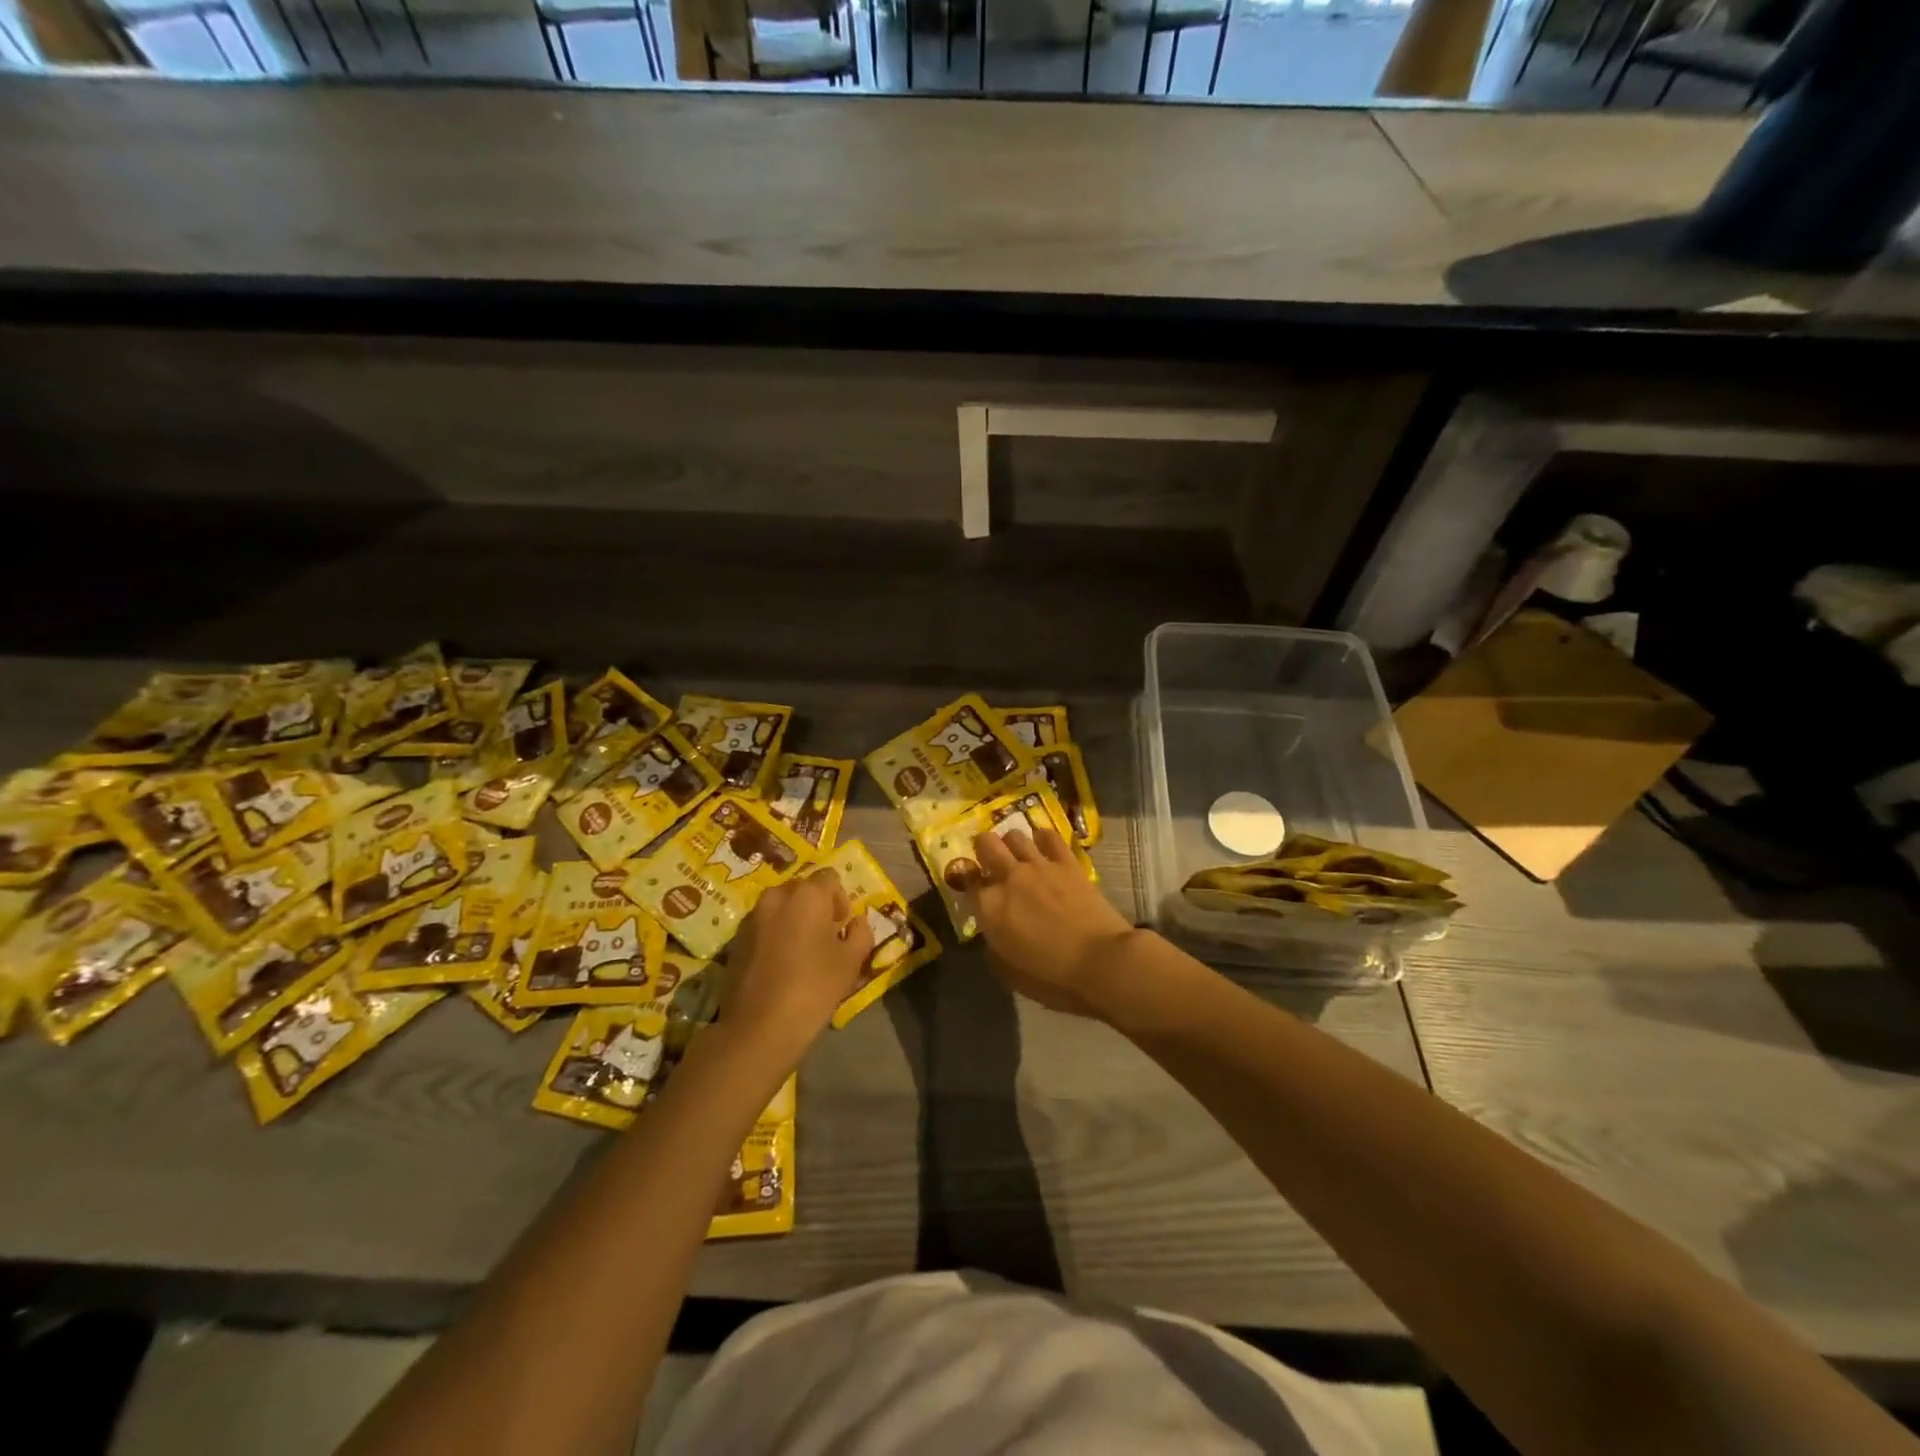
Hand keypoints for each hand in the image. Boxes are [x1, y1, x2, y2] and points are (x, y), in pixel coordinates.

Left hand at [721, 869, 873, 1062]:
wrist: (759, 1027)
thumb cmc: (813, 988)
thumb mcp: (852, 961)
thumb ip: (861, 932)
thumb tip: (855, 922)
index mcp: (807, 894)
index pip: (830, 879)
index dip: (840, 901)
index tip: (841, 929)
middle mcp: (776, 896)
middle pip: (803, 890)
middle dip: (815, 908)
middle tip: (823, 940)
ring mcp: (751, 917)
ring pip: (780, 908)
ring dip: (793, 921)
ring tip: (800, 954)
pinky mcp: (735, 939)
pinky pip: (763, 926)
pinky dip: (774, 936)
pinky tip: (779, 966)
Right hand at [972, 827, 1135, 1015]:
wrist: (1100, 962)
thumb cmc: (1052, 977)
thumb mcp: (1009, 972)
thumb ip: (993, 945)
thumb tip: (993, 931)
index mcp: (990, 907)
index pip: (965, 879)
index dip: (965, 879)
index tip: (971, 885)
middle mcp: (1009, 878)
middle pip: (986, 844)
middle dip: (983, 849)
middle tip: (989, 859)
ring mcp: (1039, 865)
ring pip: (1014, 835)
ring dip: (1011, 843)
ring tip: (1017, 853)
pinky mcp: (1067, 862)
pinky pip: (1049, 836)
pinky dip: (1042, 838)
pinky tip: (1043, 846)